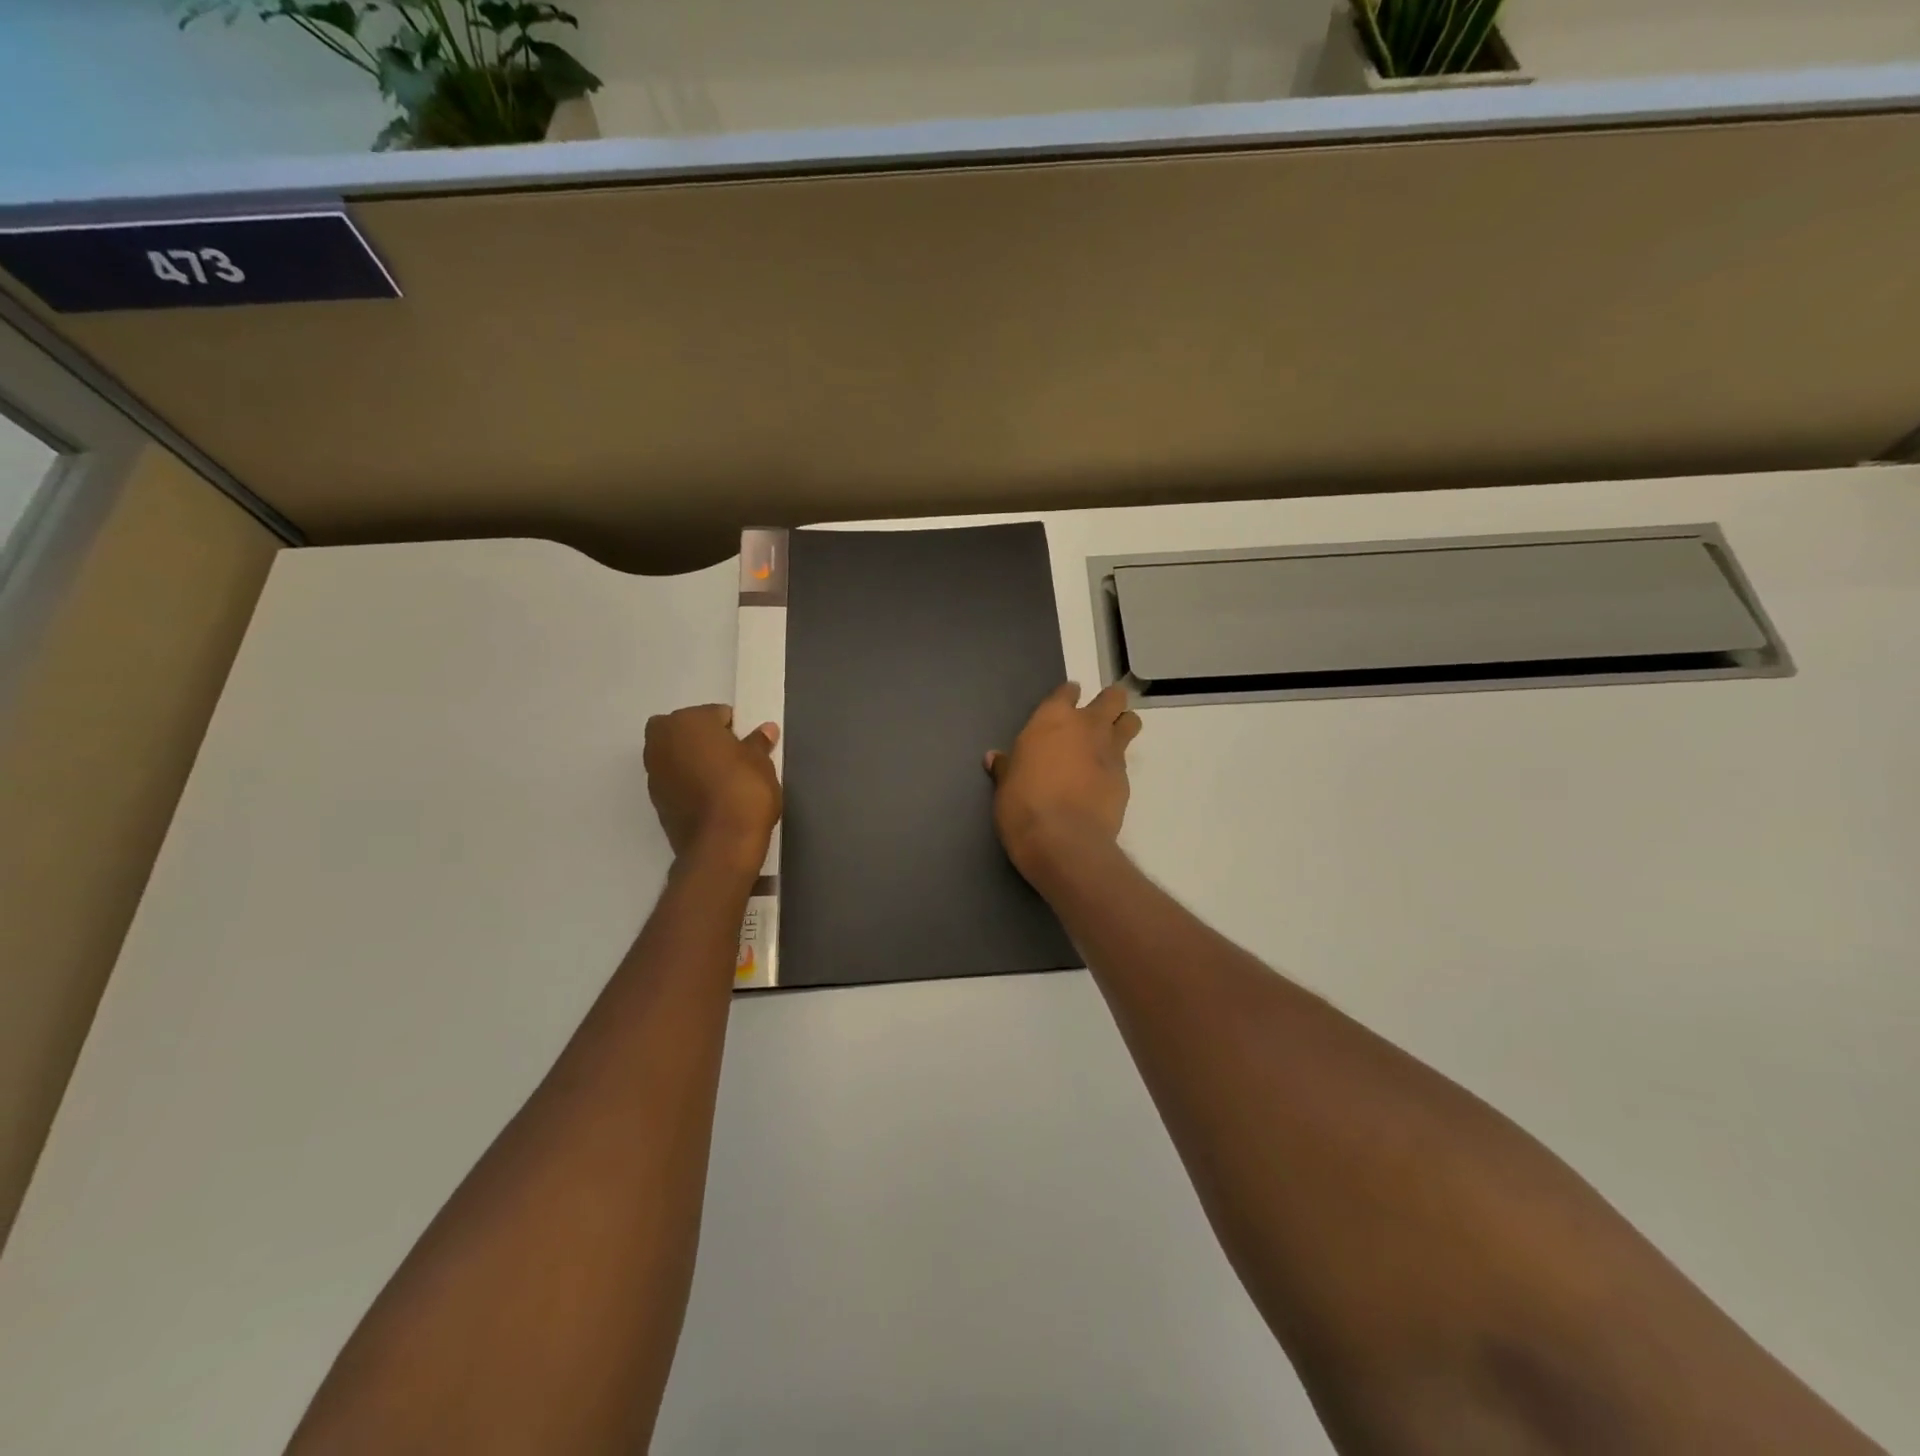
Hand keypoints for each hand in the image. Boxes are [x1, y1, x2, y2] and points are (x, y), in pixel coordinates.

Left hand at [644, 706, 781, 869]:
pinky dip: (687, 784)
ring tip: (722, 781)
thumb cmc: (744, 789)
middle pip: (686, 731)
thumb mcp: (761, 762)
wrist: (722, 844)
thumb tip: (766, 730)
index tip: (748, 747)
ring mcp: (653, 772)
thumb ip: (758, 742)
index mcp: (686, 721)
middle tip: (732, 759)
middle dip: (705, 740)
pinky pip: (674, 781)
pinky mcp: (655, 800)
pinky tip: (710, 798)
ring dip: (693, 761)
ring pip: (676, 755)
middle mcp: (660, 741)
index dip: (734, 729)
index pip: (715, 714)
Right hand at [986, 683, 1142, 878]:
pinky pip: (1125, 761)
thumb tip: (993, 758)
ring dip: (1123, 726)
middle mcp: (1087, 726)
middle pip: (1112, 698)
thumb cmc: (1023, 805)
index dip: (1067, 696)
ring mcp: (1110, 751)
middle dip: (1109, 703)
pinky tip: (1103, 782)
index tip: (1064, 704)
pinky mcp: (1125, 779)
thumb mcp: (1005, 785)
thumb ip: (1005, 767)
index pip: (1067, 691)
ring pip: (1130, 722)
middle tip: (1096, 718)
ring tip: (1110, 742)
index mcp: (1052, 718)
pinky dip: (1116, 766)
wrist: (1063, 841)